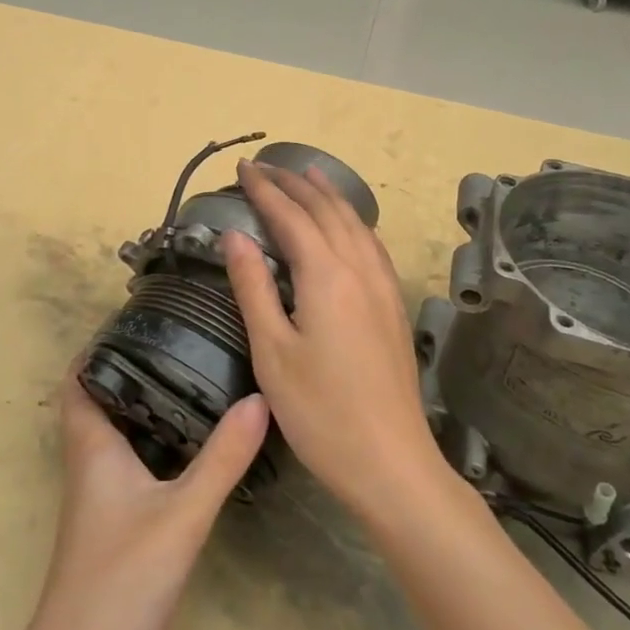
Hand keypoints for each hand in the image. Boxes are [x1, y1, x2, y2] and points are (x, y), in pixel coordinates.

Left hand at [16, 366, 268, 629]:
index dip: (98, 346)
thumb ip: (222, 458)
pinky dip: (160, 446)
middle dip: (136, 369)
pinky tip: (197, 449)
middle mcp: (90, 465)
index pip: (80, 379)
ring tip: (198, 380)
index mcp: (92, 447)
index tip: (138, 319)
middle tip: (183, 341)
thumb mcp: (181, 514)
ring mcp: (101, 500)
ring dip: (150, 407)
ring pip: (122, 435)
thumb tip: (259, 399)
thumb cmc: (120, 582)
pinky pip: (136, 467)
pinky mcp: (116, 528)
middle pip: (104, 400)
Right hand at [222, 160, 446, 520]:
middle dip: (294, 183)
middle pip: (326, 211)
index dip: (265, 189)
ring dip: (328, 195)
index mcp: (326, 276)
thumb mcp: (272, 352)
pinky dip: (353, 220)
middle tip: (266, 166)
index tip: (242, 168)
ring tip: (308, 175)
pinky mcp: (394, 306)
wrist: (391, 463)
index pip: (291, 216)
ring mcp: (384, 287)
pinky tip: (349, 226)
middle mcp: (359, 270)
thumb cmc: (320, 413)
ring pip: (355, 223)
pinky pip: (372, 244)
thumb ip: (253, 287)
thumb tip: (235, 235)